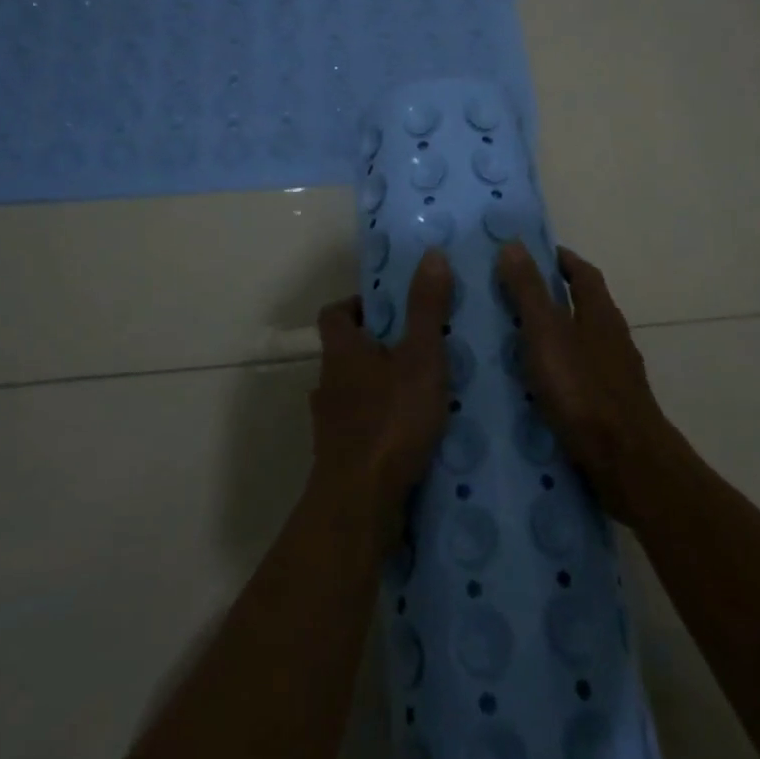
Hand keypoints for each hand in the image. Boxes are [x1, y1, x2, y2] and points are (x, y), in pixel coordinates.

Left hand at [309, 249, 453, 545]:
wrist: (359, 504)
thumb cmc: (390, 420)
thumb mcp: (420, 357)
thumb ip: (427, 308)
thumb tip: (431, 254)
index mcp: (342, 351)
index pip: (334, 313)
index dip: (356, 304)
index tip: (389, 307)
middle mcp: (328, 383)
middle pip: (346, 352)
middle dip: (378, 346)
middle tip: (418, 346)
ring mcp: (331, 423)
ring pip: (354, 391)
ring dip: (381, 386)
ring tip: (422, 390)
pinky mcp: (341, 457)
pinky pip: (361, 427)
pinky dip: (382, 423)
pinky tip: (413, 434)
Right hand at [496, 243, 673, 522]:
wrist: (628, 463)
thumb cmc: (584, 390)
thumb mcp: (547, 334)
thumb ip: (528, 291)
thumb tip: (513, 244)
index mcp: (600, 313)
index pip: (583, 273)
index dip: (561, 259)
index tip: (534, 253)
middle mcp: (612, 338)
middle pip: (584, 306)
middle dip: (553, 298)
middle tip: (511, 297)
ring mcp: (615, 374)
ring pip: (581, 343)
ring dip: (554, 337)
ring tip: (513, 343)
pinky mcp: (610, 408)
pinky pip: (579, 377)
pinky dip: (557, 372)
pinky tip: (534, 389)